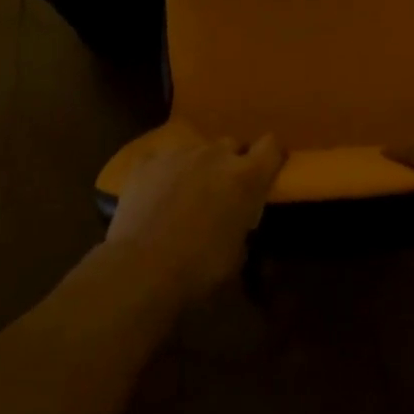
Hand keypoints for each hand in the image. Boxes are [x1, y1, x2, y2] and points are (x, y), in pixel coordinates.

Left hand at [106, 134, 283, 304]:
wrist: (141, 268)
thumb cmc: (199, 268)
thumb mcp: (238, 254)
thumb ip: (242, 224)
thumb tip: (236, 221)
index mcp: (246, 176)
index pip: (272, 146)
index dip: (271, 156)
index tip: (267, 171)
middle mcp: (215, 155)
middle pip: (233, 144)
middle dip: (232, 162)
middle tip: (224, 189)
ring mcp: (178, 154)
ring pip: (198, 150)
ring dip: (199, 166)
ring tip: (187, 193)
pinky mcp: (147, 161)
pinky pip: (163, 159)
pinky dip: (165, 172)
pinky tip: (157, 195)